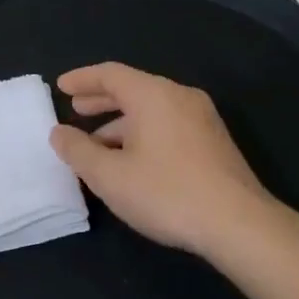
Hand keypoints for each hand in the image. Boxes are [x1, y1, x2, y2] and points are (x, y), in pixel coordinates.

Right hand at [48, 63, 276, 259]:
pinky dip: (143, 133)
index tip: (61, 86)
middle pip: (133, 88)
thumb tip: (59, 133)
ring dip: (121, 122)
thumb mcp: (110, 176)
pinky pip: (168, 124)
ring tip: (97, 144)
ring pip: (152, 110)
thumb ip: (78, 151)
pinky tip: (132, 160)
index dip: (82, 79)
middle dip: (101, 99)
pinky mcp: (213, 141)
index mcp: (153, 95)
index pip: (111, 74)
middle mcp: (179, 97)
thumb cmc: (167, 193)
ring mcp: (202, 118)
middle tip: (76, 109)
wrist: (239, 224)